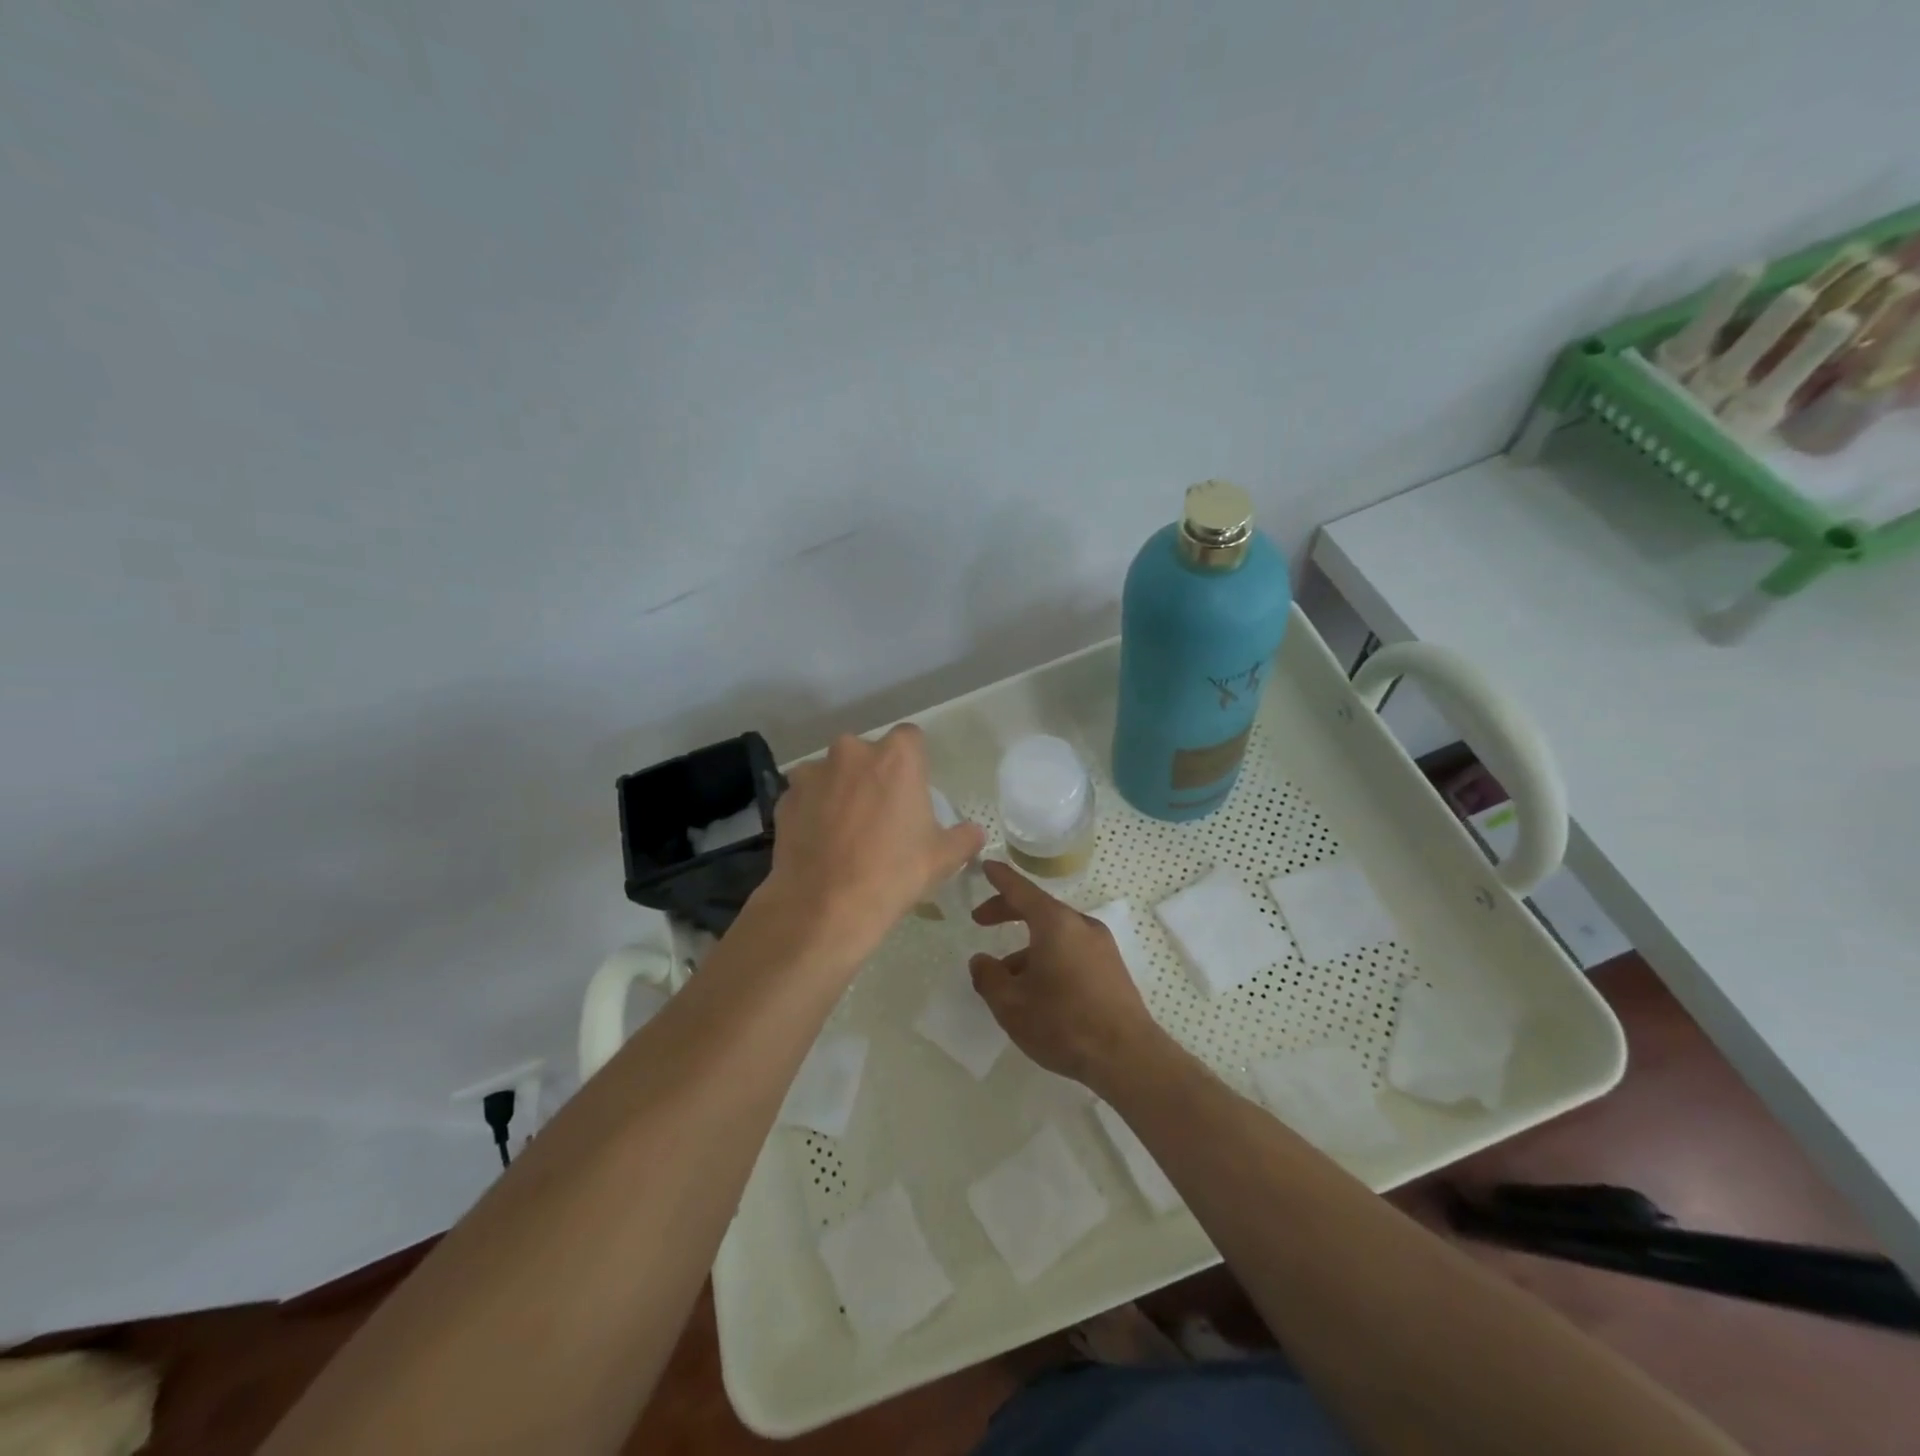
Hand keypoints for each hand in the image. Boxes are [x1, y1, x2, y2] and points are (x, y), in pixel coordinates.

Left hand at [761, 725, 985, 972]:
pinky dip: (813, 810)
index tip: (912, 790)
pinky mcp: (785, 798)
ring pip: (832, 773)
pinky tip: (819, 842)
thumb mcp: (942, 858)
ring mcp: (813, 773)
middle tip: (880, 813)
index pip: (910, 738)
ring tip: (844, 830)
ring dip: (839, 790)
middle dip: (873, 774)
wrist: (825, 907)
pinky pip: (806, 796)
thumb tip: (975, 833)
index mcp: (896, 757)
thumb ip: (964, 837)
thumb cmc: (894, 874)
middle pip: (867, 753)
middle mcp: (852, 752)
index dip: (913, 762)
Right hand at [968, 861, 1165, 1092]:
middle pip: (1039, 909)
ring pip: (1055, 934)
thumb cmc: (1063, 1023)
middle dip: (1008, 911)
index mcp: (1055, 923)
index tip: (985, 866)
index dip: (1000, 878)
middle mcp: (1081, 925)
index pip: (1021, 889)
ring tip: (1006, 976)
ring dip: (1027, 945)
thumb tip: (980, 961)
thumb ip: (988, 977)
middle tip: (981, 921)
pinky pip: (1072, 949)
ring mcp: (1101, 946)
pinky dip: (1049, 956)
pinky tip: (1038, 989)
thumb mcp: (1011, 1004)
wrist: (1128, 1057)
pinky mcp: (1112, 968)